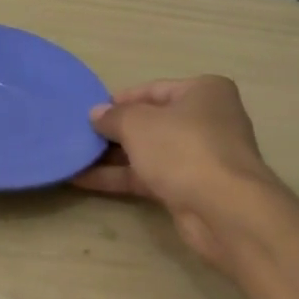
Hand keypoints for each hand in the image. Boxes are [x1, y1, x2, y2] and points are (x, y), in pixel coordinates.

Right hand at [73, 76, 286, 268]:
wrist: (224, 209)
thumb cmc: (183, 149)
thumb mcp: (138, 124)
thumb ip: (113, 116)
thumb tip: (96, 114)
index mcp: (204, 92)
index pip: (154, 89)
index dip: (120, 100)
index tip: (90, 111)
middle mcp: (207, 120)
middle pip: (152, 122)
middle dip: (115, 130)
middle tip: (80, 135)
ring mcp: (200, 157)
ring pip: (149, 152)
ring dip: (113, 157)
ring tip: (75, 157)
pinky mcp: (191, 188)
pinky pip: (149, 177)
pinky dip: (120, 178)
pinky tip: (85, 180)